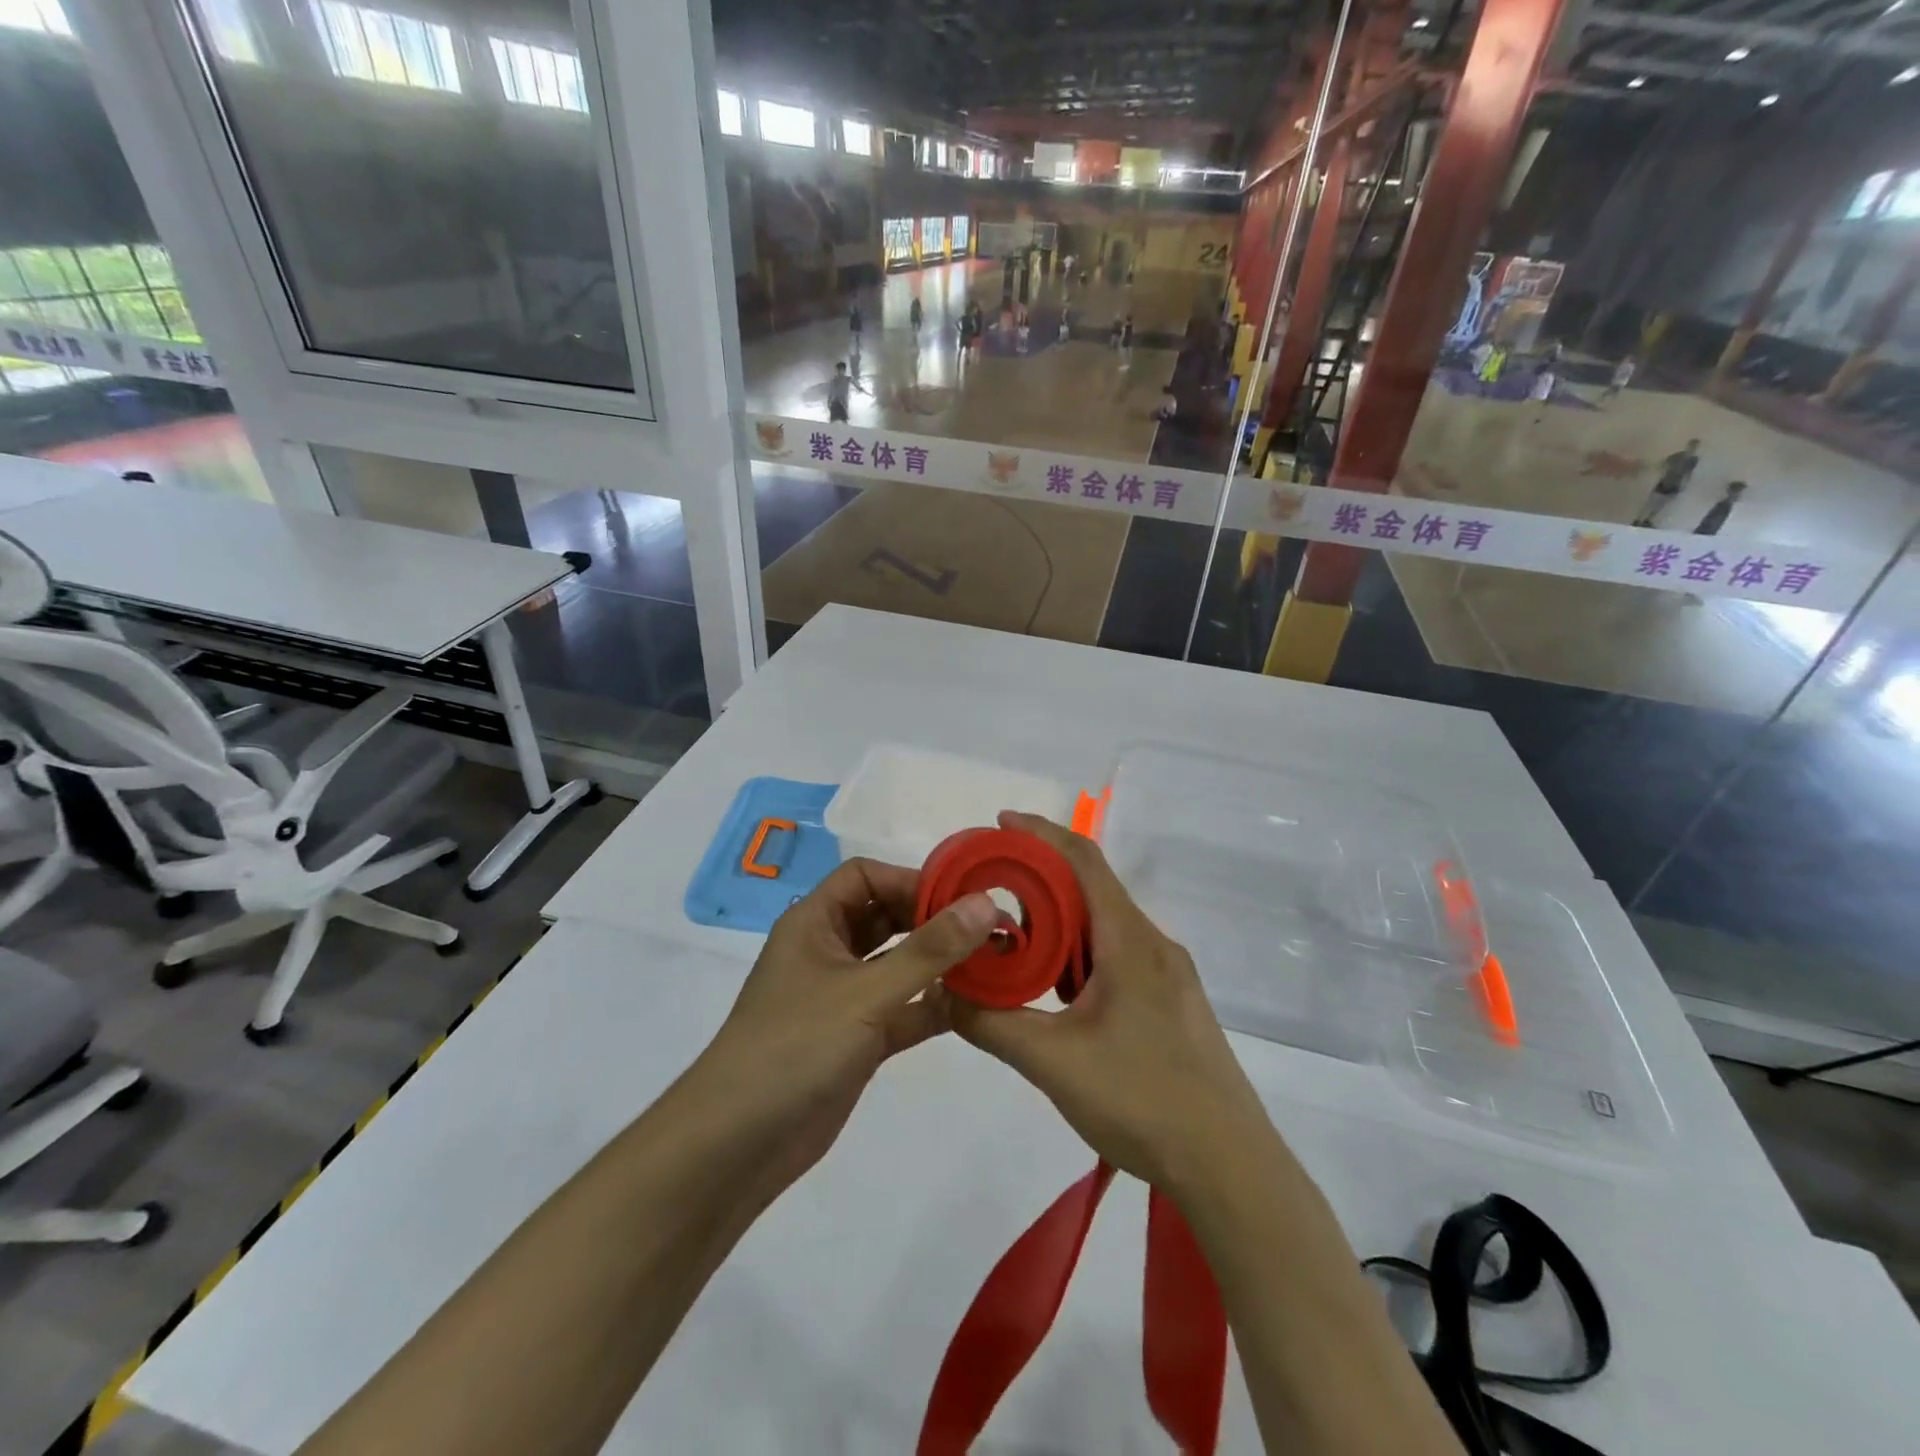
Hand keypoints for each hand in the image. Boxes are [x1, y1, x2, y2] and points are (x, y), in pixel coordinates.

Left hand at [688, 859, 997, 1202]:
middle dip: (933, 920)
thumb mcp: (866, 992)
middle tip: (988, 927)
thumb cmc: (796, 1046)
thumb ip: (930, 949)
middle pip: (886, 917)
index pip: (866, 877)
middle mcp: (827, 951)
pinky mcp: (856, 1039)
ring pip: (897, 965)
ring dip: (939, 963)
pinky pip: (902, 1009)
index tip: (962, 897)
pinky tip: (976, 1007)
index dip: (911, 879)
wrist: (738, 1145)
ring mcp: (842, 997)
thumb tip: (987, 902)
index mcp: (814, 922)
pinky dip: (933, 1006)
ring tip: (992, 961)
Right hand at [948, 812, 1274, 1193]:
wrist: (1230, 1166)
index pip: (1083, 860)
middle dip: (1040, 879)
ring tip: (1014, 940)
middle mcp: (1153, 945)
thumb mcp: (1052, 1061)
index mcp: (1130, 940)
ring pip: (1105, 926)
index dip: (1040, 833)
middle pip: (1092, 889)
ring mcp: (1169, 975)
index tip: (999, 823)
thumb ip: (991, 1022)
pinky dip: (1080, 954)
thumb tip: (942, 993)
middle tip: (990, 889)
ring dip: (1060, 922)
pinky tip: (1056, 989)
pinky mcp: (1173, 1004)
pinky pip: (1119, 956)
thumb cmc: (1142, 1100)